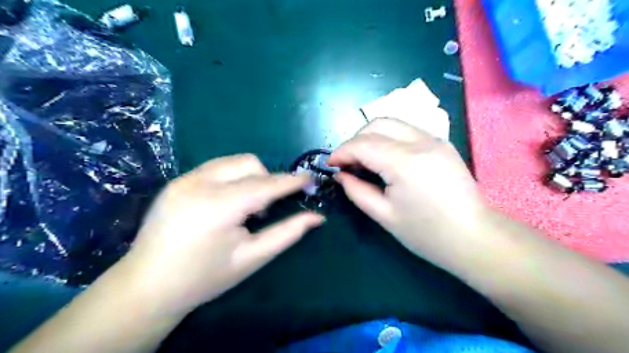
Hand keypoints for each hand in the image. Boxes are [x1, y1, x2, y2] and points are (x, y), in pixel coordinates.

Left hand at [120, 156, 323, 314]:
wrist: (147, 287)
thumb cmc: (205, 278)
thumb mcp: (252, 258)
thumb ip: (288, 233)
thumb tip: (317, 218)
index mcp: (219, 206)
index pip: (266, 184)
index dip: (292, 181)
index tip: (311, 180)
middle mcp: (199, 183)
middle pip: (249, 164)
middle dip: (267, 180)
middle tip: (266, 209)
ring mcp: (184, 179)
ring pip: (232, 161)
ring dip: (250, 177)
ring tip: (245, 207)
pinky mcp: (177, 181)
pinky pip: (216, 168)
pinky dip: (231, 179)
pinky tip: (226, 204)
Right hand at [329, 119, 490, 267]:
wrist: (474, 237)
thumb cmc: (426, 234)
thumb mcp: (384, 215)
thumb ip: (357, 191)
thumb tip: (341, 175)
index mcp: (405, 162)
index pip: (363, 144)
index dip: (342, 152)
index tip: (330, 164)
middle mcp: (421, 142)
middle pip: (377, 124)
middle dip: (355, 140)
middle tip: (347, 162)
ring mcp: (434, 139)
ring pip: (392, 123)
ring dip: (371, 137)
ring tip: (363, 160)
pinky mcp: (441, 143)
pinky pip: (406, 131)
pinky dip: (388, 139)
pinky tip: (385, 159)